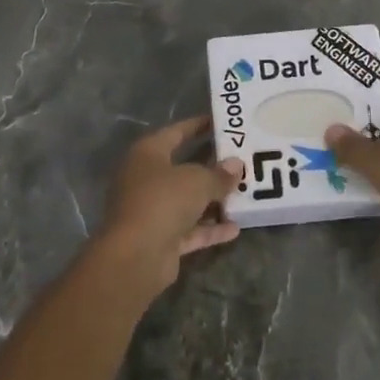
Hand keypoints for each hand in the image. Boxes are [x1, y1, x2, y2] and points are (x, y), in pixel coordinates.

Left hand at [95, 116, 243, 287]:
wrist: (136, 255)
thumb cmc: (163, 201)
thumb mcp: (197, 181)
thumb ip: (219, 174)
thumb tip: (236, 165)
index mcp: (148, 154)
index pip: (176, 132)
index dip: (198, 125)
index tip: (222, 123)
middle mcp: (146, 179)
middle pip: (183, 168)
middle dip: (211, 167)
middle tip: (241, 161)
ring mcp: (151, 210)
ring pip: (187, 201)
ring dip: (212, 200)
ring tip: (243, 194)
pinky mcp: (160, 239)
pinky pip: (190, 229)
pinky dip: (209, 229)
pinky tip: (235, 228)